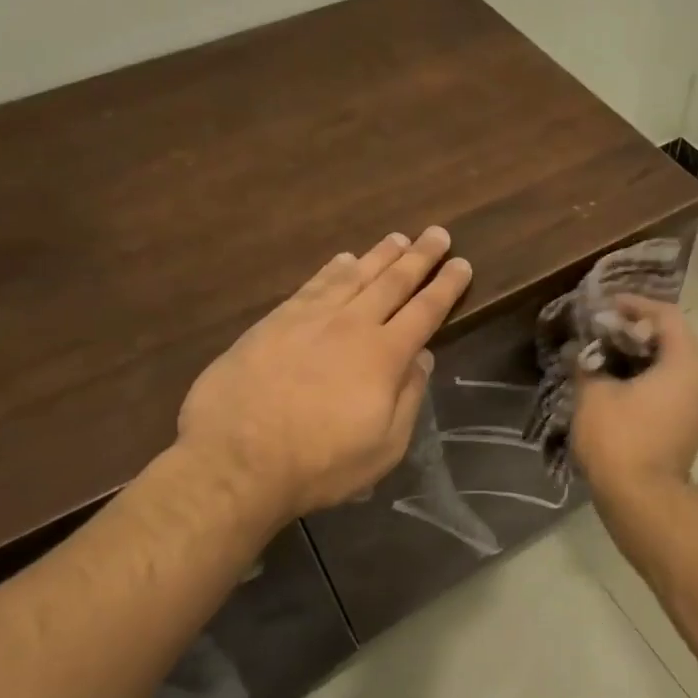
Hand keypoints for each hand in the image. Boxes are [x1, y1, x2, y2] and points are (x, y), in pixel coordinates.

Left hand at [174, 227, 471, 520]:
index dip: (446, 286)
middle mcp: (352, 325)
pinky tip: (344, 259)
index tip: (462, 264)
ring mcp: (310, 319)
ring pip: (354, 276)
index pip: (425, 311)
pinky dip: (333, 268)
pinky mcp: (274, 322)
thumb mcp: (384, 447)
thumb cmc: (319, 464)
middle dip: (420, 257)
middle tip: (438, 234)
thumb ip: (408, 398)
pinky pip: (313, 284)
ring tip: (398, 239)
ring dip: (380, 255)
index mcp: (385, 356)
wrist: (235, 460)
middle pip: (393, 282)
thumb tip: (422, 357)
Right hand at [570, 296, 697, 494]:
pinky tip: (616, 385)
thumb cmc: (620, 440)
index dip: (635, 305)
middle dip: (635, 331)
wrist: (642, 501)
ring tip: (604, 356)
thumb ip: (587, 363)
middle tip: (601, 331)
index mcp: (685, 364)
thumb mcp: (594, 394)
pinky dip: (647, 379)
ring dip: (640, 357)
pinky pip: (671, 389)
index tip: (605, 307)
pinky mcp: (689, 428)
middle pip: (672, 339)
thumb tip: (580, 351)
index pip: (666, 316)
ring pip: (671, 366)